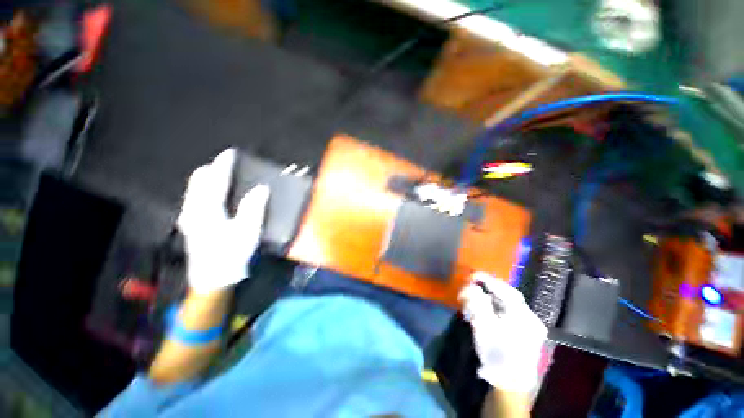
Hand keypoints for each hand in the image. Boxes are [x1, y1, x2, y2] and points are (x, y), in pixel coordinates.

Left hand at [177, 148, 269, 292]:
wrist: (213, 279)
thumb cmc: (232, 254)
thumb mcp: (248, 231)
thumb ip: (253, 207)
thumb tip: (261, 188)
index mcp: (208, 210)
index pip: (215, 180)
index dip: (223, 164)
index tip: (230, 153)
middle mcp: (193, 210)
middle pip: (198, 181)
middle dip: (212, 170)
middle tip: (228, 167)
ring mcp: (189, 217)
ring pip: (195, 189)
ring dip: (208, 180)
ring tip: (224, 178)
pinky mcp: (190, 224)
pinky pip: (195, 198)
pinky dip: (205, 191)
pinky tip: (217, 197)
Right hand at [459, 272, 546, 392]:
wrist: (510, 384)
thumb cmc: (496, 354)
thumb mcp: (483, 327)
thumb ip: (477, 303)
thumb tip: (471, 287)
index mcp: (523, 316)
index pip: (505, 290)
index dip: (488, 279)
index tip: (472, 275)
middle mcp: (531, 318)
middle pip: (509, 295)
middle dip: (490, 287)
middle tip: (473, 283)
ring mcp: (531, 325)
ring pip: (509, 303)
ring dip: (492, 297)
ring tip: (477, 295)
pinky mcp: (527, 332)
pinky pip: (510, 312)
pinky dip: (497, 306)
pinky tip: (487, 308)